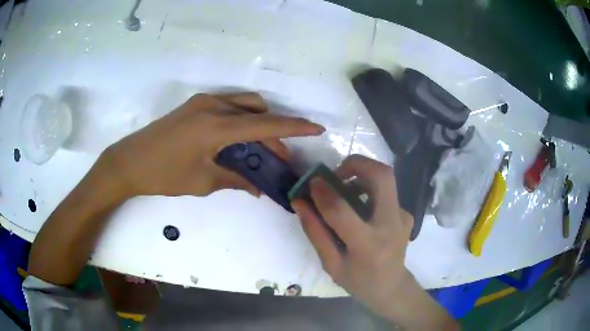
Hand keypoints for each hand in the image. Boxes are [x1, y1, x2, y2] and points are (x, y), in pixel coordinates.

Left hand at [102, 93, 323, 197]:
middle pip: (258, 112)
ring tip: (260, 151)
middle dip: (275, 133)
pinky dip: (242, 121)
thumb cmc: (163, 175)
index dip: (294, 127)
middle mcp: (213, 106)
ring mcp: (203, 102)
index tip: (317, 128)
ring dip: (258, 124)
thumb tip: (258, 187)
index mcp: (216, 126)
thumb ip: (235, 179)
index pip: (265, 124)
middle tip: (281, 159)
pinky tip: (238, 141)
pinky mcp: (195, 105)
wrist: (129, 161)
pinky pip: (229, 107)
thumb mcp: (202, 181)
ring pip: (245, 105)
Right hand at [292, 155, 414, 318]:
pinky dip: (370, 190)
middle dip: (357, 163)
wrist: (392, 287)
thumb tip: (300, 202)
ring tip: (345, 191)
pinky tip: (361, 208)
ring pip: (386, 178)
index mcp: (367, 245)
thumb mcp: (331, 264)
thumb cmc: (359, 281)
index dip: (324, 192)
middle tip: (337, 173)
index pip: (342, 211)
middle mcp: (390, 225)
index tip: (313, 181)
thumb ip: (315, 232)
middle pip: (382, 176)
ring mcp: (403, 217)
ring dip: (363, 175)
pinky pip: (387, 192)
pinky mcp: (406, 214)